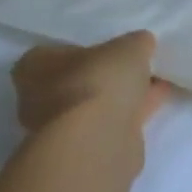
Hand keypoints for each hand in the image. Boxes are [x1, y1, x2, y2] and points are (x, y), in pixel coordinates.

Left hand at [10, 30, 169, 137]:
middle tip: (135, 65)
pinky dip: (130, 112)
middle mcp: (37, 97)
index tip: (111, 48)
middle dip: (105, 75)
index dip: (85, 48)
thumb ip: (135, 43)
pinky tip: (156, 101)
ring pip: (94, 103)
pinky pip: (109, 122)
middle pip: (77, 80)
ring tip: (156, 82)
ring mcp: (58, 127)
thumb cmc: (99, 81)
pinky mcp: (81, 147)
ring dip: (121, 95)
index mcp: (34, 66)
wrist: (97, 140)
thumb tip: (141, 44)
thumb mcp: (129, 46)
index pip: (55, 52)